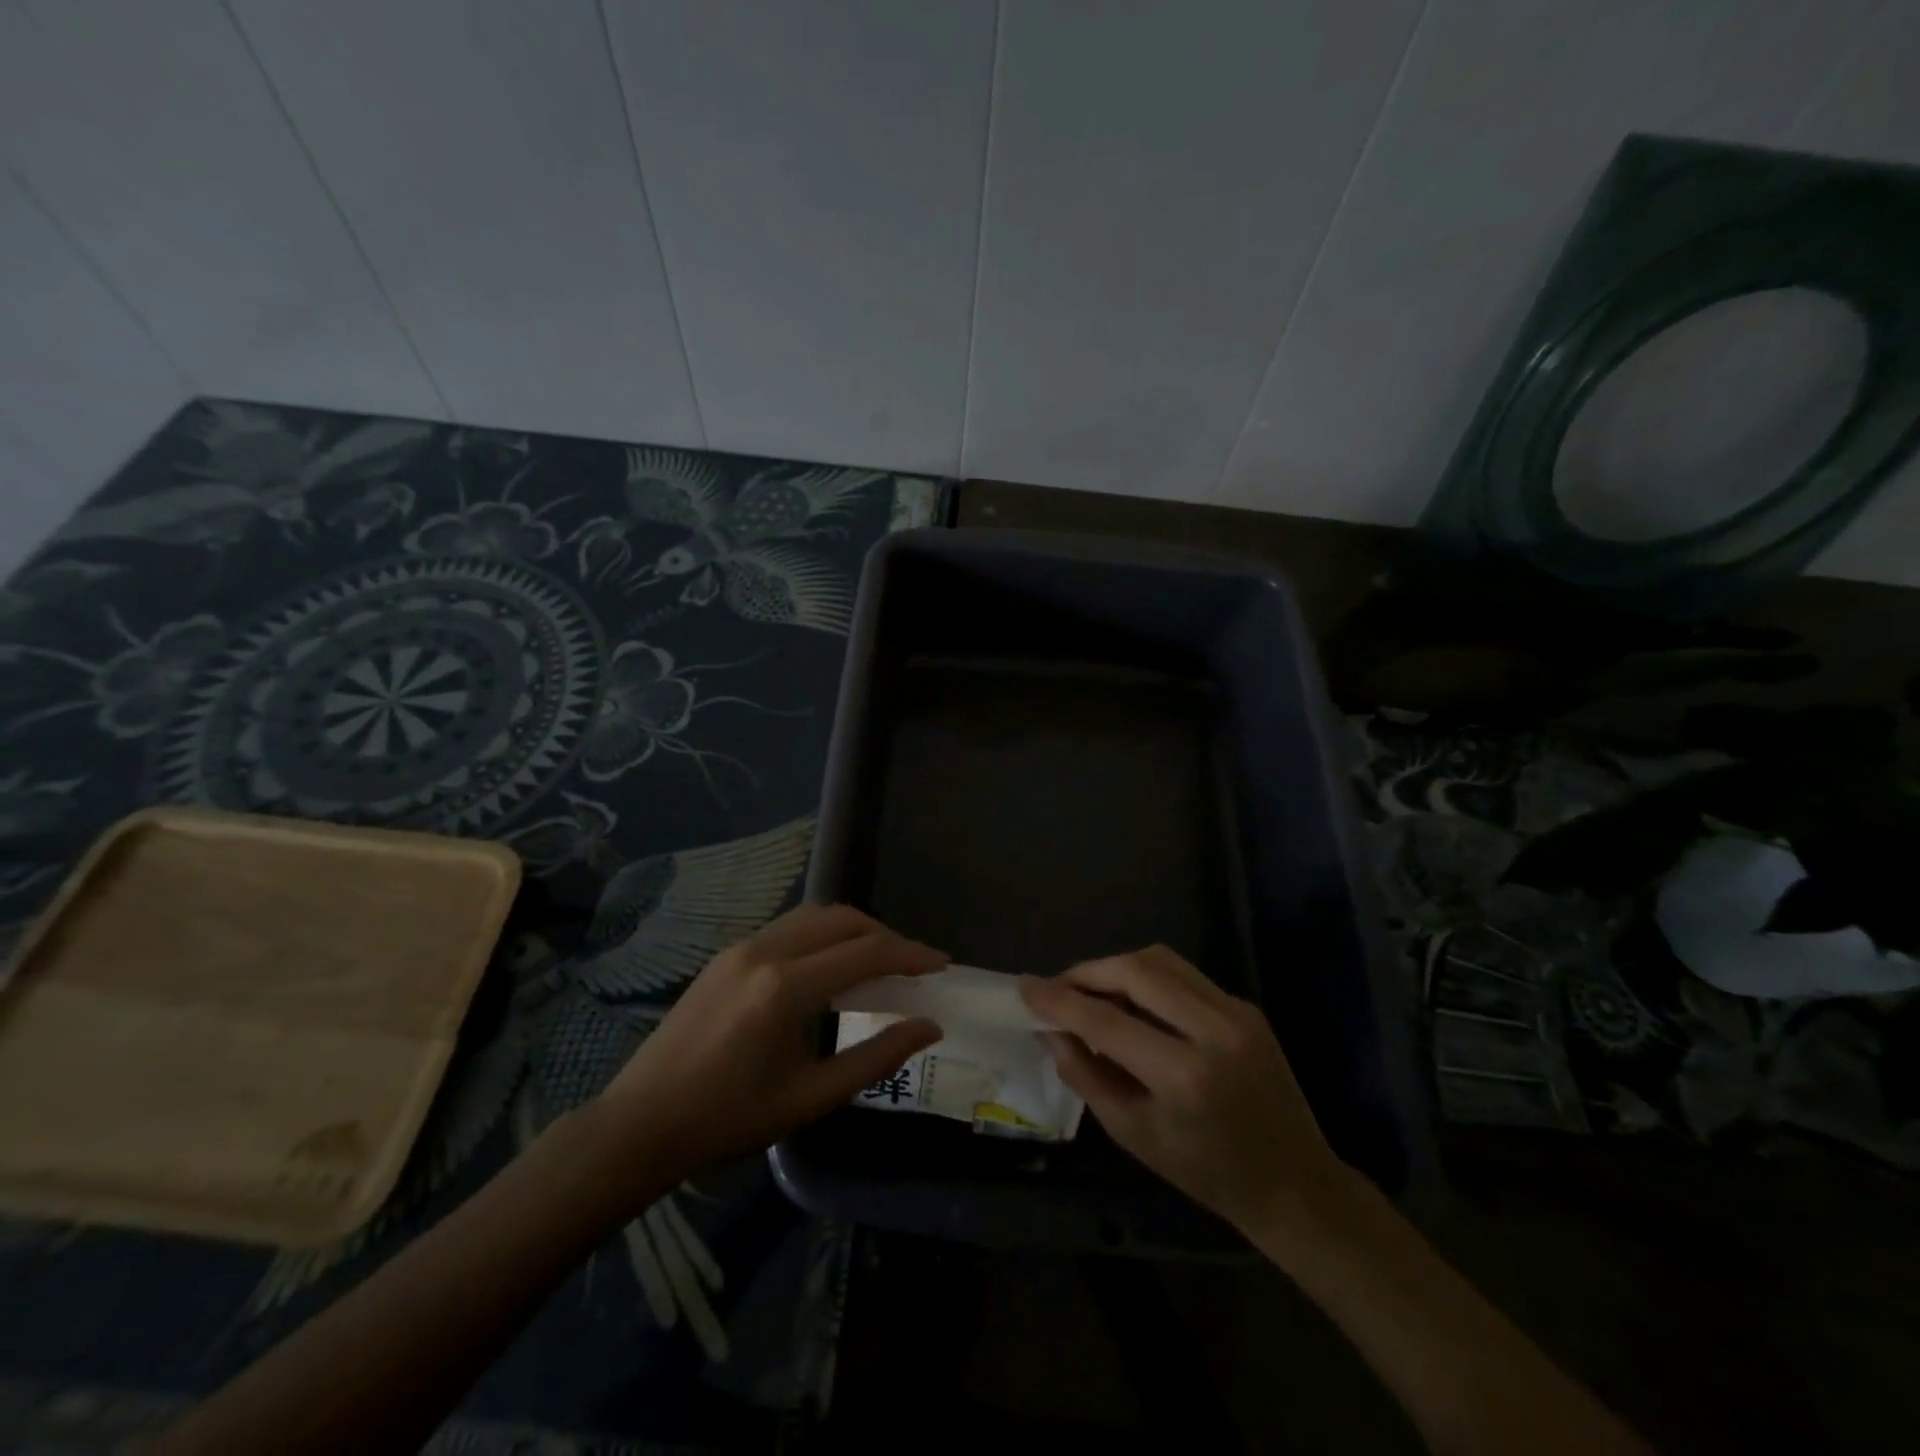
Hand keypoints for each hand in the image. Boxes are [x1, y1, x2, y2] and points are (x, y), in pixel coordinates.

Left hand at [589, 904, 944, 1193]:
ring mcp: (741, 947)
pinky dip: (823, 935)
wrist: (641, 1123)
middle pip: (842, 919)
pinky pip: (789, 927)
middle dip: (885, 936)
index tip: (942, 963)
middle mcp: (765, 951)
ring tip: (879, 961)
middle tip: (913, 965)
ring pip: (814, 916)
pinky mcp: (727, 953)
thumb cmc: (728, 1120)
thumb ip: (876, 1058)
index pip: (865, 953)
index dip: (910, 955)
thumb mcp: (811, 1098)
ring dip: (854, 930)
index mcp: (785, 988)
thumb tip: (929, 1027)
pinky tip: (831, 966)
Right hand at [1019, 945, 1350, 1233]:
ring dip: (1116, 967)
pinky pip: (1183, 974)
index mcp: (1183, 1075)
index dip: (1058, 1000)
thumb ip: (1086, 1075)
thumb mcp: (1134, 1134)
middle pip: (1135, 970)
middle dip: (1087, 972)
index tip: (1024, 987)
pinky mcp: (1245, 1005)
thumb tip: (1050, 1030)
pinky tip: (1131, 1001)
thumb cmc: (1207, 1172)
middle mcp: (1213, 1029)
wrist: (1295, 1184)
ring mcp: (1235, 1011)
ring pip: (1160, 960)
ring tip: (1091, 990)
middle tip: (1059, 988)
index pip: (1104, 1020)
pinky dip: (1146, 977)